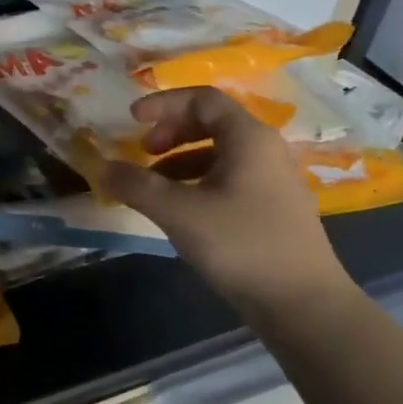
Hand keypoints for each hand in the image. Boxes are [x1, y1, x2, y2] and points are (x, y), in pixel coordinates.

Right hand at [101, 87, 353, 329]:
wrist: (303, 304)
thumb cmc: (242, 245)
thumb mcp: (179, 213)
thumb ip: (136, 185)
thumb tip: (99, 166)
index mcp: (248, 138)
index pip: (203, 99)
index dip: (164, 103)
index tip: (131, 118)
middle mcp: (265, 150)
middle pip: (213, 123)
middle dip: (171, 132)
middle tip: (143, 152)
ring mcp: (273, 181)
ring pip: (220, 154)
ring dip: (181, 160)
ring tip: (153, 186)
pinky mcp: (273, 209)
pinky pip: (230, 179)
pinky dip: (198, 182)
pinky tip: (182, 211)